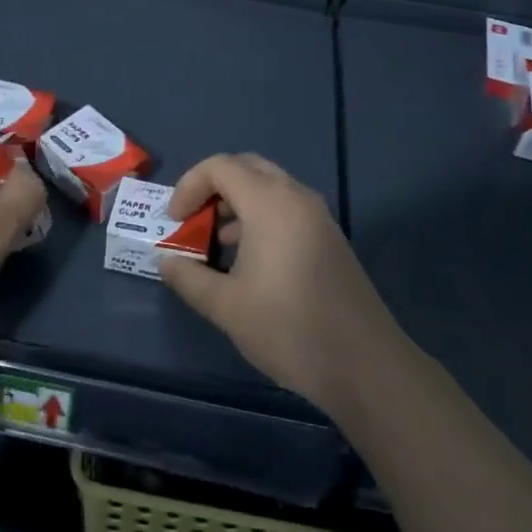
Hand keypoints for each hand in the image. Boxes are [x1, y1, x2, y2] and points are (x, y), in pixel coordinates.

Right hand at [158, 153, 403, 420]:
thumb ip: (190, 278)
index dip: (189, 186)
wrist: (364, 365)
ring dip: (237, 203)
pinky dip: (260, 217)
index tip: (174, 221)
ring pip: (268, 187)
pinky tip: (249, 260)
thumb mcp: (227, 307)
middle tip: (193, 220)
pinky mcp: (329, 237)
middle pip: (246, 167)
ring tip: (216, 243)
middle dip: (213, 187)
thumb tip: (166, 262)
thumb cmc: (288, 328)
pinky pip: (286, 208)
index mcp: (269, 202)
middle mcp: (295, 196)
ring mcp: (317, 216)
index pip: (220, 166)